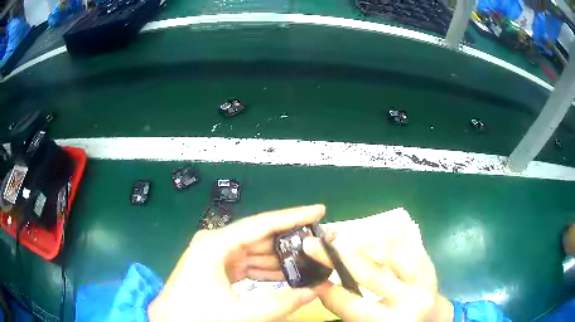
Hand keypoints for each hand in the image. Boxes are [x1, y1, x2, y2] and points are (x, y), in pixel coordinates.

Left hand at [148, 205, 333, 321]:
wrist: (170, 319)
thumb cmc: (196, 314)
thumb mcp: (239, 314)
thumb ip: (279, 304)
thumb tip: (314, 292)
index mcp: (216, 244)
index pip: (262, 224)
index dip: (293, 216)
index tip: (319, 210)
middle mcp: (218, 242)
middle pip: (262, 235)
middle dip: (293, 238)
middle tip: (322, 238)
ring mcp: (218, 254)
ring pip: (258, 251)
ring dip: (283, 256)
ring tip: (312, 258)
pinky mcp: (220, 266)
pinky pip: (251, 263)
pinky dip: (270, 269)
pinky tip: (290, 274)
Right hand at [303, 219, 453, 321]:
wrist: (433, 321)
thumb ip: (350, 311)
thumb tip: (325, 286)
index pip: (351, 305)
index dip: (328, 291)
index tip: (312, 277)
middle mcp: (409, 301)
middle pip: (370, 274)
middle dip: (338, 256)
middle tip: (316, 243)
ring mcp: (423, 280)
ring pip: (391, 253)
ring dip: (363, 244)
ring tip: (345, 240)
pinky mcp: (430, 267)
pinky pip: (407, 246)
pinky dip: (386, 240)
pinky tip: (372, 240)